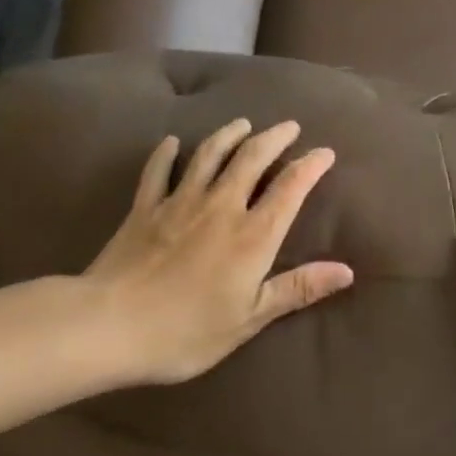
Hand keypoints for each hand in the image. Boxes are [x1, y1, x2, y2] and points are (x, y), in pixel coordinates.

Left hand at [82, 118, 353, 385]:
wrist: (109, 326)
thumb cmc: (186, 331)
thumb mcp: (250, 318)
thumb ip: (297, 289)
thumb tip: (346, 270)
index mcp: (252, 235)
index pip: (290, 188)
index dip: (311, 166)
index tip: (325, 152)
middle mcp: (221, 207)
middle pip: (252, 158)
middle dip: (275, 138)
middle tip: (289, 126)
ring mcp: (180, 202)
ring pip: (210, 155)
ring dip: (229, 134)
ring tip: (243, 124)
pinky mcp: (145, 208)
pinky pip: (157, 171)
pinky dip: (166, 153)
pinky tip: (172, 142)